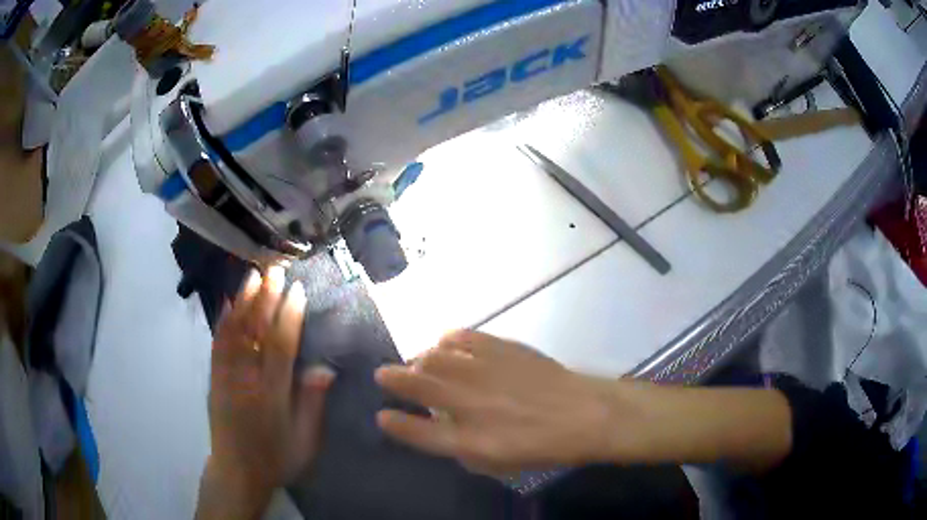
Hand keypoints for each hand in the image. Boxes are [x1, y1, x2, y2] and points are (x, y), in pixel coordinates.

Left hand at [198, 266, 335, 519]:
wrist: (237, 473)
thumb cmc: (276, 458)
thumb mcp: (305, 441)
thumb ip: (312, 404)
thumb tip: (324, 368)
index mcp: (271, 395)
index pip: (280, 347)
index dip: (289, 316)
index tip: (297, 290)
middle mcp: (246, 380)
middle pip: (254, 332)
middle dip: (265, 297)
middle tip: (274, 270)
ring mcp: (226, 377)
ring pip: (233, 333)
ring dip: (242, 301)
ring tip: (252, 275)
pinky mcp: (214, 379)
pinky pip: (217, 345)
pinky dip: (222, 321)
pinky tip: (227, 303)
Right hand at [375, 331, 616, 474]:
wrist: (583, 414)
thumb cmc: (542, 447)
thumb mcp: (497, 462)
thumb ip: (461, 446)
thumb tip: (438, 426)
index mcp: (470, 441)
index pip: (419, 432)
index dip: (396, 423)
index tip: (382, 415)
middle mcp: (470, 404)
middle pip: (417, 384)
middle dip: (392, 378)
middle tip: (384, 375)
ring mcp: (485, 372)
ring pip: (434, 356)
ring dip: (420, 360)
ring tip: (421, 363)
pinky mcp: (500, 348)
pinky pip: (461, 336)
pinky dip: (447, 340)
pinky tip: (448, 345)